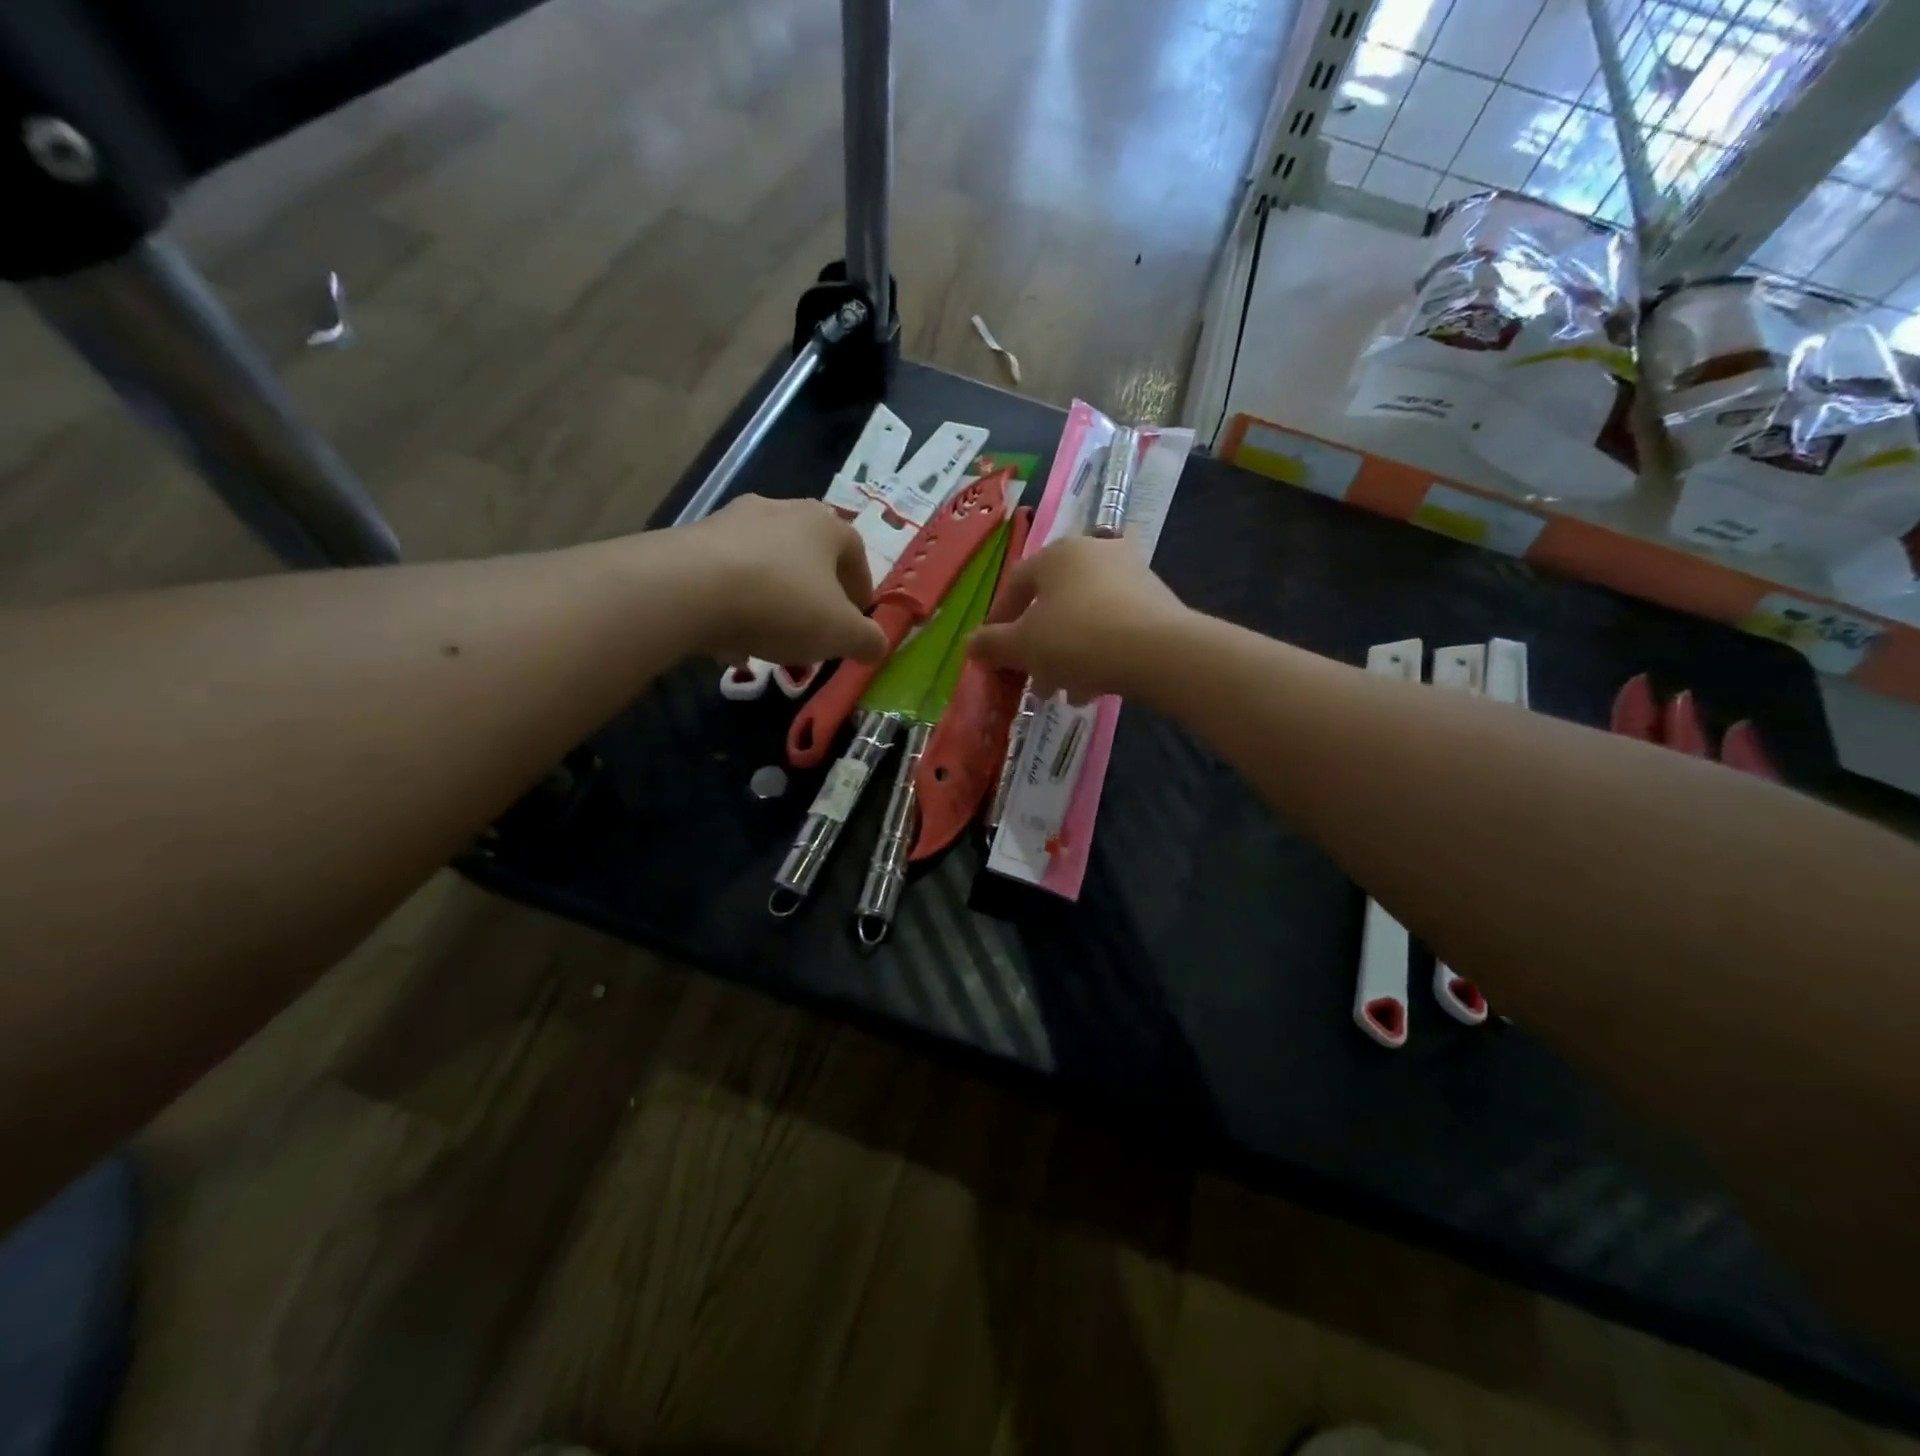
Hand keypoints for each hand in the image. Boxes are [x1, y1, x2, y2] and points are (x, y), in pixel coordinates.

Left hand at [682, 496, 887, 664]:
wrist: (688, 589)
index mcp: (824, 525)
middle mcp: (780, 510)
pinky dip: (736, 600)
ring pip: (766, 563)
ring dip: (774, 594)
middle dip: (816, 590)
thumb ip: (867, 640)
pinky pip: (727, 574)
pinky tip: (730, 635)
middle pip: (808, 554)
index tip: (858, 616)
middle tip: (817, 625)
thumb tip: (878, 646)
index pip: (855, 552)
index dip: (861, 587)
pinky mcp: (692, 539)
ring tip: (771, 634)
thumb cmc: (781, 604)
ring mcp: (732, 520)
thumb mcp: (840, 633)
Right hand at [968, 536, 1188, 702]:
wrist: (1158, 651)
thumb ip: (992, 644)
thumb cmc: (1077, 638)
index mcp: (1057, 553)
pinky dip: (1098, 653)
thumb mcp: (1023, 646)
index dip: (999, 621)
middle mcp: (1094, 552)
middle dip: (1037, 646)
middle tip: (1031, 680)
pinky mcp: (1156, 601)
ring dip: (1066, 655)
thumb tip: (969, 643)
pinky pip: (1113, 626)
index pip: (1016, 584)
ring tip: (1063, 691)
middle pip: (1052, 603)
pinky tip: (1093, 687)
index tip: (993, 652)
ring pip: (1083, 618)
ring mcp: (1131, 573)